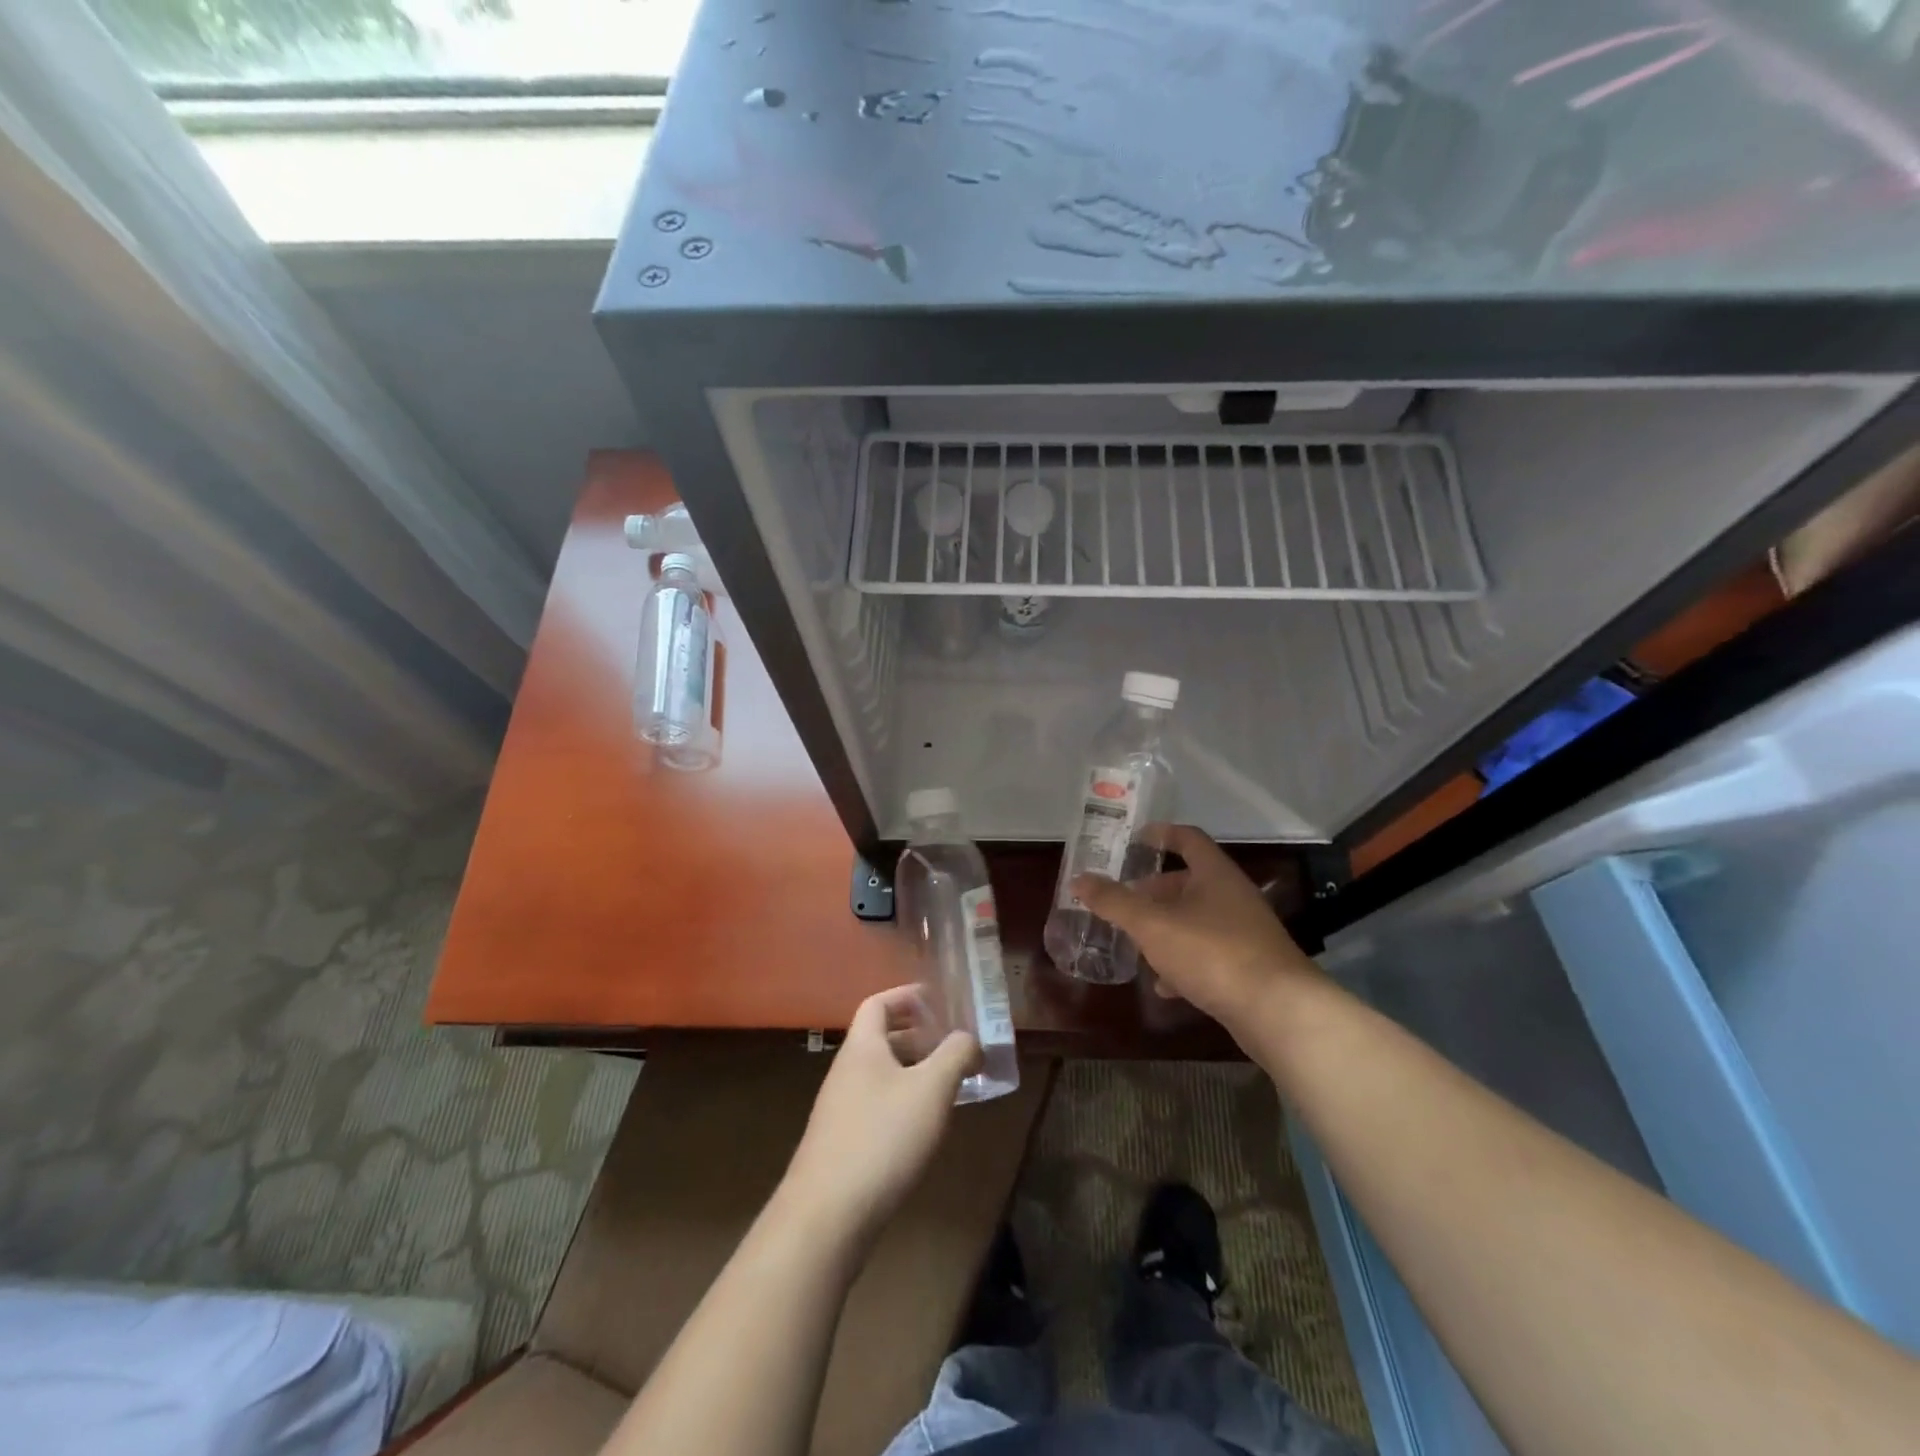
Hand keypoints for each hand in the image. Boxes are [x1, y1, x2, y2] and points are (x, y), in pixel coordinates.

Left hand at [778, 986, 979, 1247]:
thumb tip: (970, 1038)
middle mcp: (846, 1071)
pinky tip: (925, 1126)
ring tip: (948, 1084)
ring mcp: (840, 1109)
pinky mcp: (842, 1144)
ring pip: (881, 1074)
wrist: (826, 1216)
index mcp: (862, 1047)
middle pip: (880, 1039)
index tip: (938, 1001)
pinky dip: (903, 1102)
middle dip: (917, 1036)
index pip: (878, 1004)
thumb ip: (955, 1055)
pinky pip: (877, 1105)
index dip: (907, 996)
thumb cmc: (882, 1138)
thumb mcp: (931, 1089)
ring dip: (913, 1071)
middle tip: (952, 1043)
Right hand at [1070, 825, 1321, 1036]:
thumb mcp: (1152, 925)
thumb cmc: (1212, 952)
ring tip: (1136, 943)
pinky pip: (1209, 954)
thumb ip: (1114, 902)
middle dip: (1155, 891)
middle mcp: (1234, 896)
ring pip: (1197, 920)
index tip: (1136, 838)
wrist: (1278, 1011)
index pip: (1188, 839)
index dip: (1161, 834)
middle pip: (1189, 883)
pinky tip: (1164, 986)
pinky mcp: (1250, 967)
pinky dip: (1183, 963)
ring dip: (1166, 928)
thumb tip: (1078, 880)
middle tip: (1124, 900)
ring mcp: (1245, 933)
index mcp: (1214, 874)